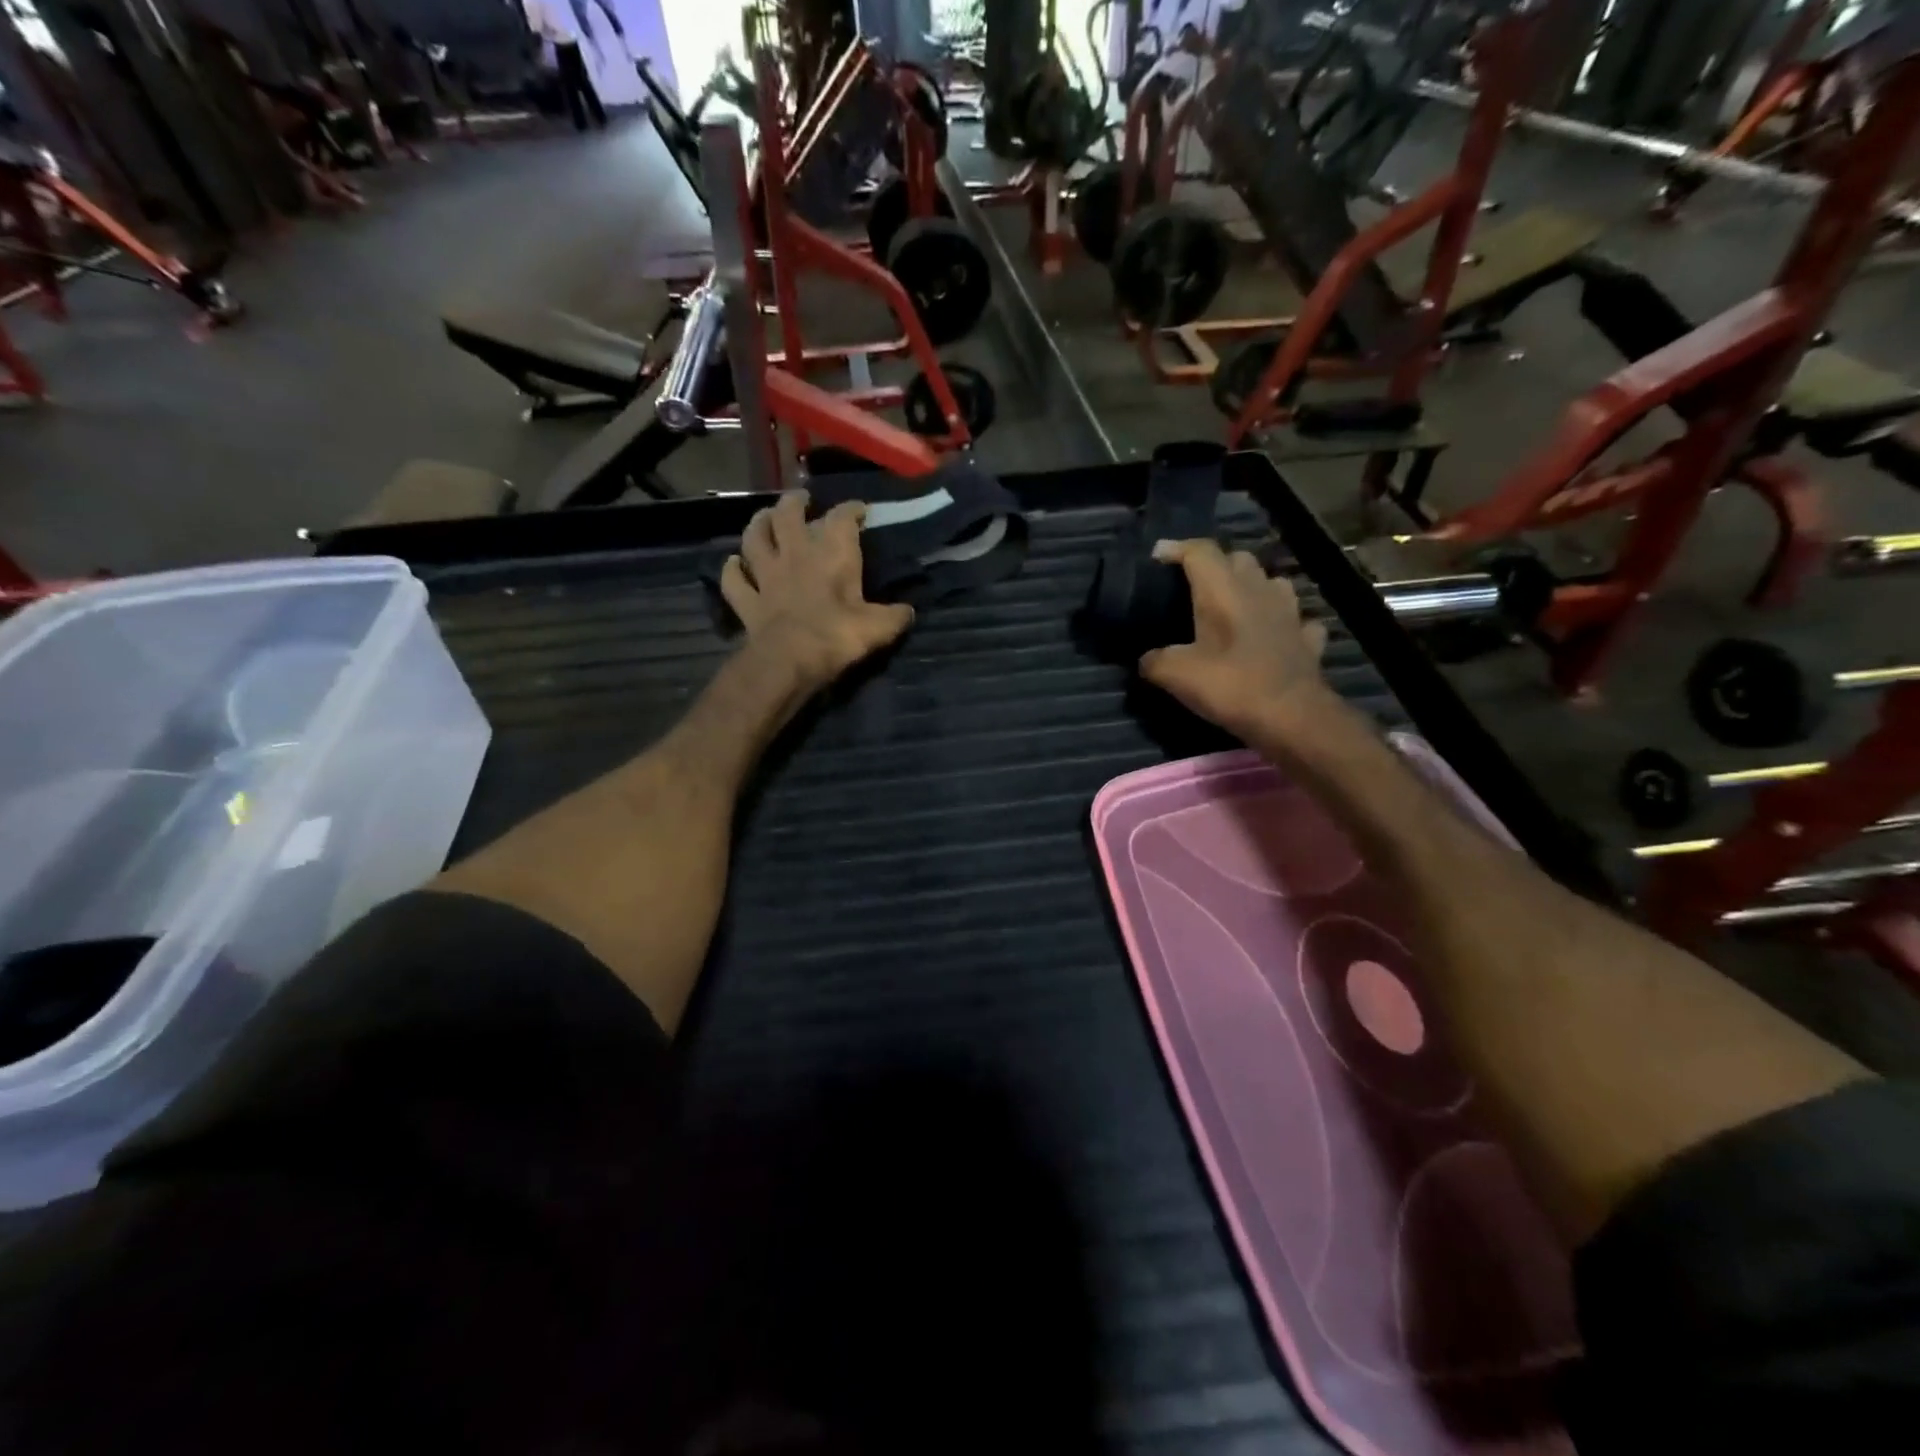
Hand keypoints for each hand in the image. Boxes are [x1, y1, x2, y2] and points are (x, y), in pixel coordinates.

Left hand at [721, 492, 914, 689]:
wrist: (789, 660)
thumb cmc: (837, 636)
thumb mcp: (879, 627)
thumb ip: (895, 616)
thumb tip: (908, 612)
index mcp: (832, 553)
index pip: (842, 517)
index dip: (851, 509)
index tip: (860, 510)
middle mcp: (795, 554)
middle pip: (788, 514)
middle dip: (795, 502)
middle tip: (802, 499)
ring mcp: (767, 575)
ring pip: (754, 538)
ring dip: (758, 524)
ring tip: (764, 517)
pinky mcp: (747, 600)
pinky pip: (734, 579)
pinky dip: (732, 570)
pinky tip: (733, 564)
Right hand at [1139, 539, 1336, 743]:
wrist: (1292, 718)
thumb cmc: (1232, 686)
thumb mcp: (1176, 676)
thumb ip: (1155, 661)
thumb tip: (1147, 659)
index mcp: (1223, 591)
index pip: (1200, 551)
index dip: (1176, 548)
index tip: (1157, 556)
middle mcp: (1258, 590)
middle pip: (1238, 559)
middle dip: (1215, 565)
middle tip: (1194, 586)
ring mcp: (1290, 612)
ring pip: (1271, 582)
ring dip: (1252, 587)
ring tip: (1235, 605)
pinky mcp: (1307, 638)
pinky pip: (1295, 619)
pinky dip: (1281, 622)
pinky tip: (1273, 635)